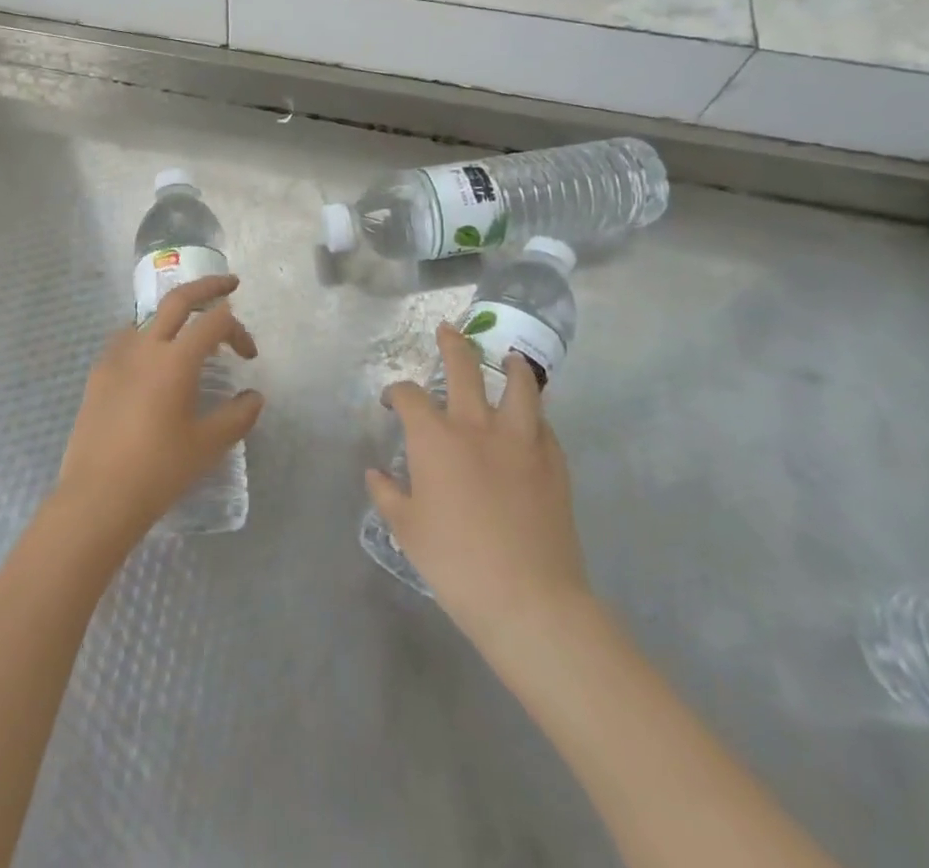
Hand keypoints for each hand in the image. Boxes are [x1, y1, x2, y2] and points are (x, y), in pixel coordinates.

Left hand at [53, 274, 262, 548]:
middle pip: (178, 299)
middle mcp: (145, 347)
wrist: (98, 497)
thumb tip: (254, 397)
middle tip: (230, 283)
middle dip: (208, 286)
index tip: (249, 356)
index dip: (238, 330)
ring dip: (172, 316)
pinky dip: (146, 339)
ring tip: (188, 333)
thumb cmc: (159, 470)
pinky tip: (150, 364)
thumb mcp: (207, 445)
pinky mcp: (97, 375)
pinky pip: (126, 342)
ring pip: (148, 318)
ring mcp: (116, 357)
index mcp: (176, 360)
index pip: (215, 322)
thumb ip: (237, 416)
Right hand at [367, 323, 590, 651]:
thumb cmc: (456, 562)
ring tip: (508, 357)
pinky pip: (543, 423)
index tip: (392, 401)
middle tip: (447, 331)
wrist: (528, 598)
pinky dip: (534, 412)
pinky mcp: (553, 462)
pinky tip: (530, 418)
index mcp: (435, 438)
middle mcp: (476, 426)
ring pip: (519, 385)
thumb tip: (376, 474)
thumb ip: (387, 495)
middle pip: (464, 369)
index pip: (409, 396)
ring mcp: (520, 441)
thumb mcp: (407, 530)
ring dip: (510, 366)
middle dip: (452, 345)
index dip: (396, 392)